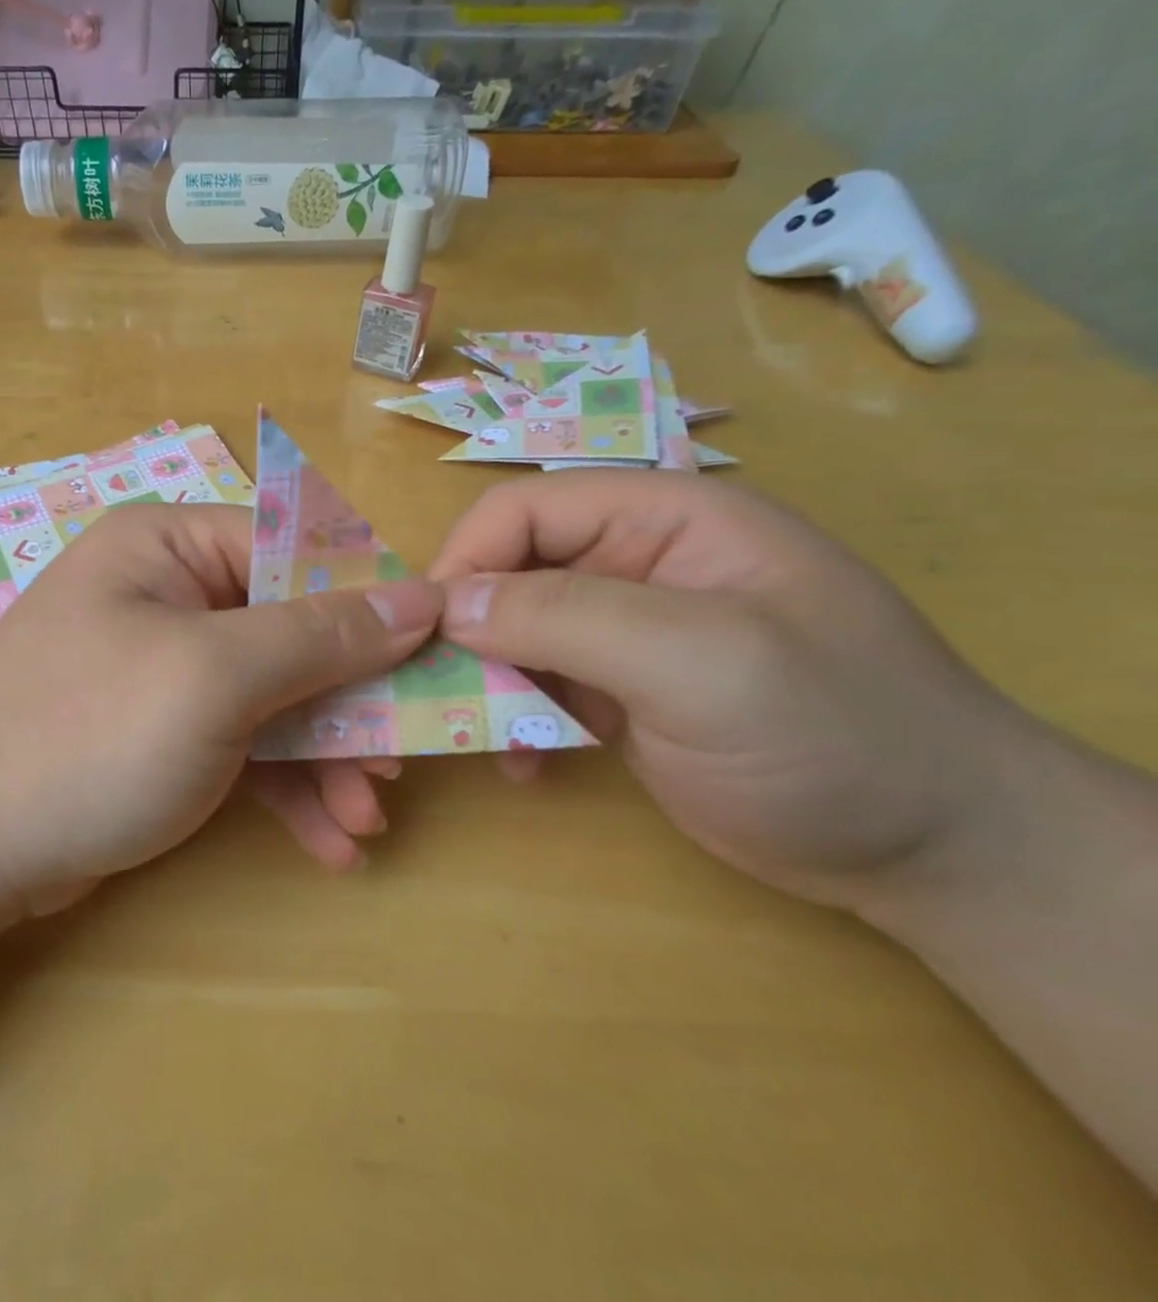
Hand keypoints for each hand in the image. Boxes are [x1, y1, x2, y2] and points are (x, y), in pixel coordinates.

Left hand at [0, 504, 443, 921]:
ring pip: (273, 696)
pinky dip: (285, 788)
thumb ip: (320, 635)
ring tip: (365, 821)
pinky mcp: (161, 730)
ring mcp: (165, 665)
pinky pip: (242, 743)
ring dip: (325, 759)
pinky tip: (325, 842)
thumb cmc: (88, 736)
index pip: (296, 550)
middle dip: (349, 703)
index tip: (429, 659)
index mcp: (170, 544)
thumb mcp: (214, 676)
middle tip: (398, 763)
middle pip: (291, 630)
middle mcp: (169, 592)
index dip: (367, 602)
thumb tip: (418, 596)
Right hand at [429, 472, 1036, 913]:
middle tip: (436, 691)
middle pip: (509, 569)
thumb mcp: (703, 662)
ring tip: (478, 734)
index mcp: (664, 517)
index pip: (526, 510)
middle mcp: (636, 562)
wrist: (939, 856)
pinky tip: (524, 761)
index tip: (428, 634)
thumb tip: (445, 604)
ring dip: (483, 677)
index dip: (466, 560)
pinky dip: (513, 715)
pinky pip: (536, 681)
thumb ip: (567, 616)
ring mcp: (626, 629)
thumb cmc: (836, 736)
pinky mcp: (618, 689)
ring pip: (512, 629)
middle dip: (465, 627)